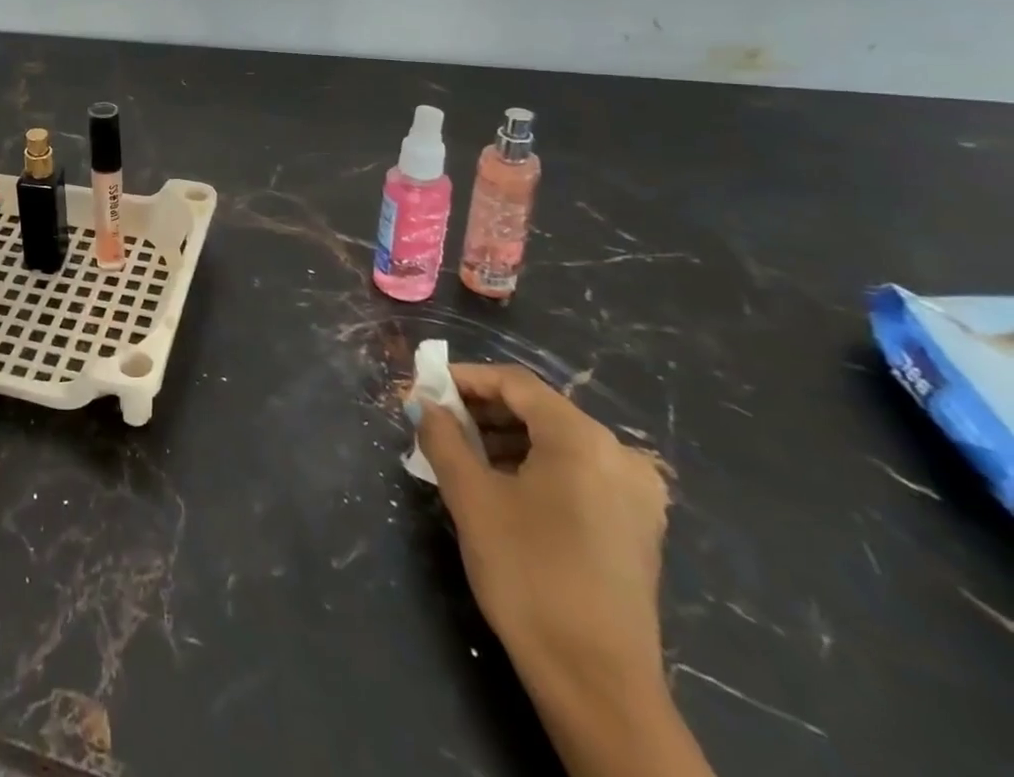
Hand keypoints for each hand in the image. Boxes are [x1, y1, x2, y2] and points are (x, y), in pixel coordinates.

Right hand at [415, 365, 706, 776]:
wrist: (595, 681)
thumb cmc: (527, 572)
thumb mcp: (471, 496)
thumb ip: (442, 436)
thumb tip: (423, 402)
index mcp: (584, 439)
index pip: (515, 383)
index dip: (464, 378)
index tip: (423, 388)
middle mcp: (620, 456)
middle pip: (538, 410)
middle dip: (481, 410)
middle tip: (435, 421)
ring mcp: (635, 495)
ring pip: (557, 443)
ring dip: (504, 440)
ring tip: (459, 455)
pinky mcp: (636, 528)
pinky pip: (576, 474)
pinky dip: (533, 467)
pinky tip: (499, 487)